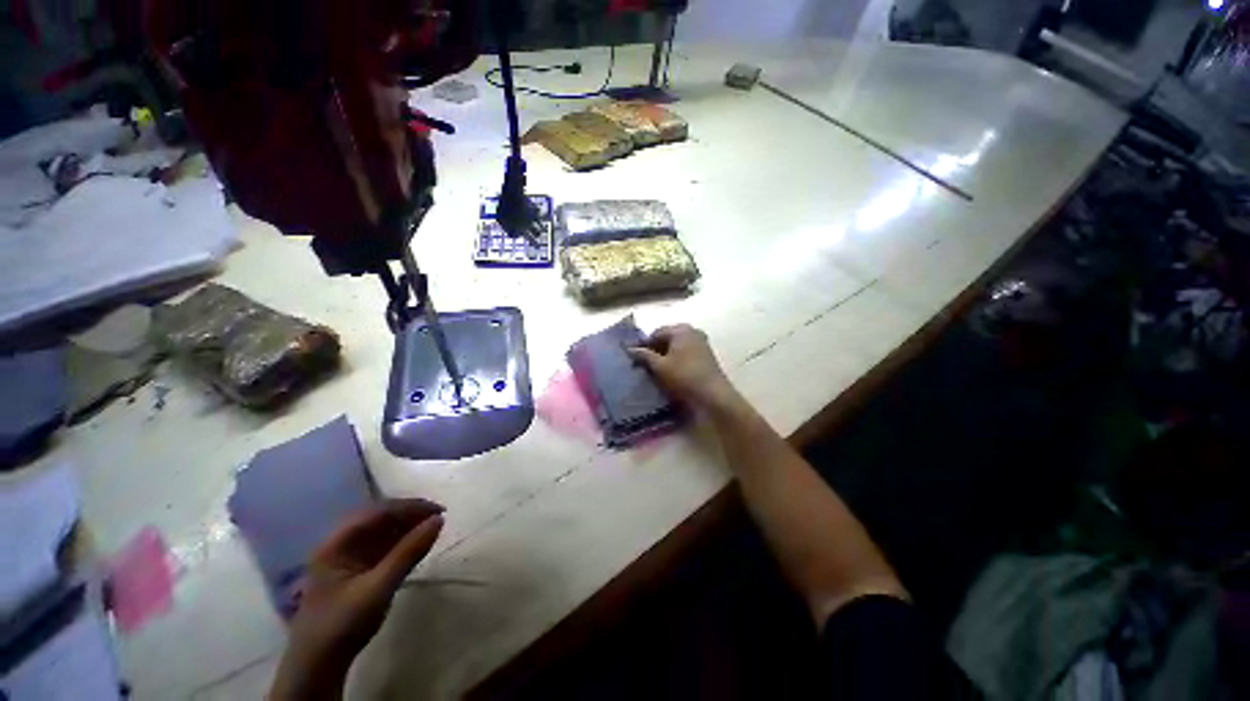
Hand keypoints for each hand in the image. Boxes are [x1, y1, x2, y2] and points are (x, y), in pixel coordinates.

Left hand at [270, 499, 444, 699]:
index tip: (439, 510)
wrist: (319, 664)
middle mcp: (341, 543)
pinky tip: (416, 544)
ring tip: (432, 528)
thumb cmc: (344, 623)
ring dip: (407, 527)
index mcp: (337, 543)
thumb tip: (439, 520)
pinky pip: (382, 545)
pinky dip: (402, 541)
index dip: (409, 507)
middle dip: (409, 514)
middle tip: (438, 518)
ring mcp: (348, 556)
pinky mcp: (357, 569)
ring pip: (382, 530)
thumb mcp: (379, 588)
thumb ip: (409, 552)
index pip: (377, 512)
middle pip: (379, 517)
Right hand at [628, 324, 741, 413]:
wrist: (713, 395)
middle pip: (668, 338)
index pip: (656, 333)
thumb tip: (630, 349)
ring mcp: (701, 343)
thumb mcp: (660, 367)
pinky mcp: (706, 355)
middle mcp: (692, 331)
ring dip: (666, 355)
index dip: (644, 345)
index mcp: (680, 329)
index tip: (635, 358)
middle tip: (644, 365)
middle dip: (655, 349)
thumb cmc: (684, 377)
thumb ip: (644, 356)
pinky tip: (671, 372)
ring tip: (656, 370)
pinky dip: (677, 360)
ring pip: (677, 346)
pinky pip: (686, 353)